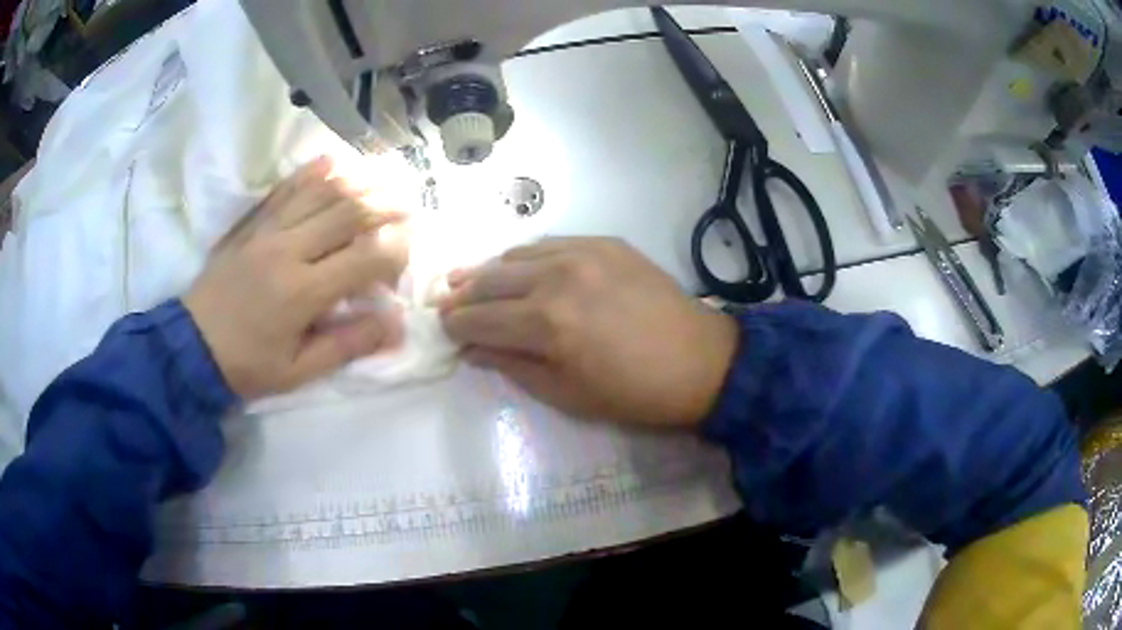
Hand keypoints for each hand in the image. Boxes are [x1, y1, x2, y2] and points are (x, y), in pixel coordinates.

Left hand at [184, 156, 408, 399]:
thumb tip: (396, 325)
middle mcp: (288, 250)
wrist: (192, 346)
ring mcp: (266, 231)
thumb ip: (348, 345)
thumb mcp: (299, 371)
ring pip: (320, 192)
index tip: (405, 259)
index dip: (395, 252)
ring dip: (358, 181)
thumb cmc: (247, 365)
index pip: (364, 257)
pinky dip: (311, 172)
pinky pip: (284, 188)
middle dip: (386, 205)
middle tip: (410, 204)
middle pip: (348, 213)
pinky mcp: (251, 224)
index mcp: (302, 292)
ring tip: (384, 177)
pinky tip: (332, 161)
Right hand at [438, 237, 738, 426]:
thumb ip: (513, 367)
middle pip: (491, 280)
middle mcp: (557, 277)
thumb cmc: (633, 392)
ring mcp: (584, 253)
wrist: (701, 361)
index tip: (443, 329)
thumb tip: (473, 349)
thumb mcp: (566, 394)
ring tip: (472, 281)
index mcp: (546, 323)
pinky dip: (527, 257)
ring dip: (490, 271)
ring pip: (517, 255)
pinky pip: (551, 243)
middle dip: (463, 294)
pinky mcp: (606, 243)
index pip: (480, 319)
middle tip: (447, 303)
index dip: (455, 325)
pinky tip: (520, 268)